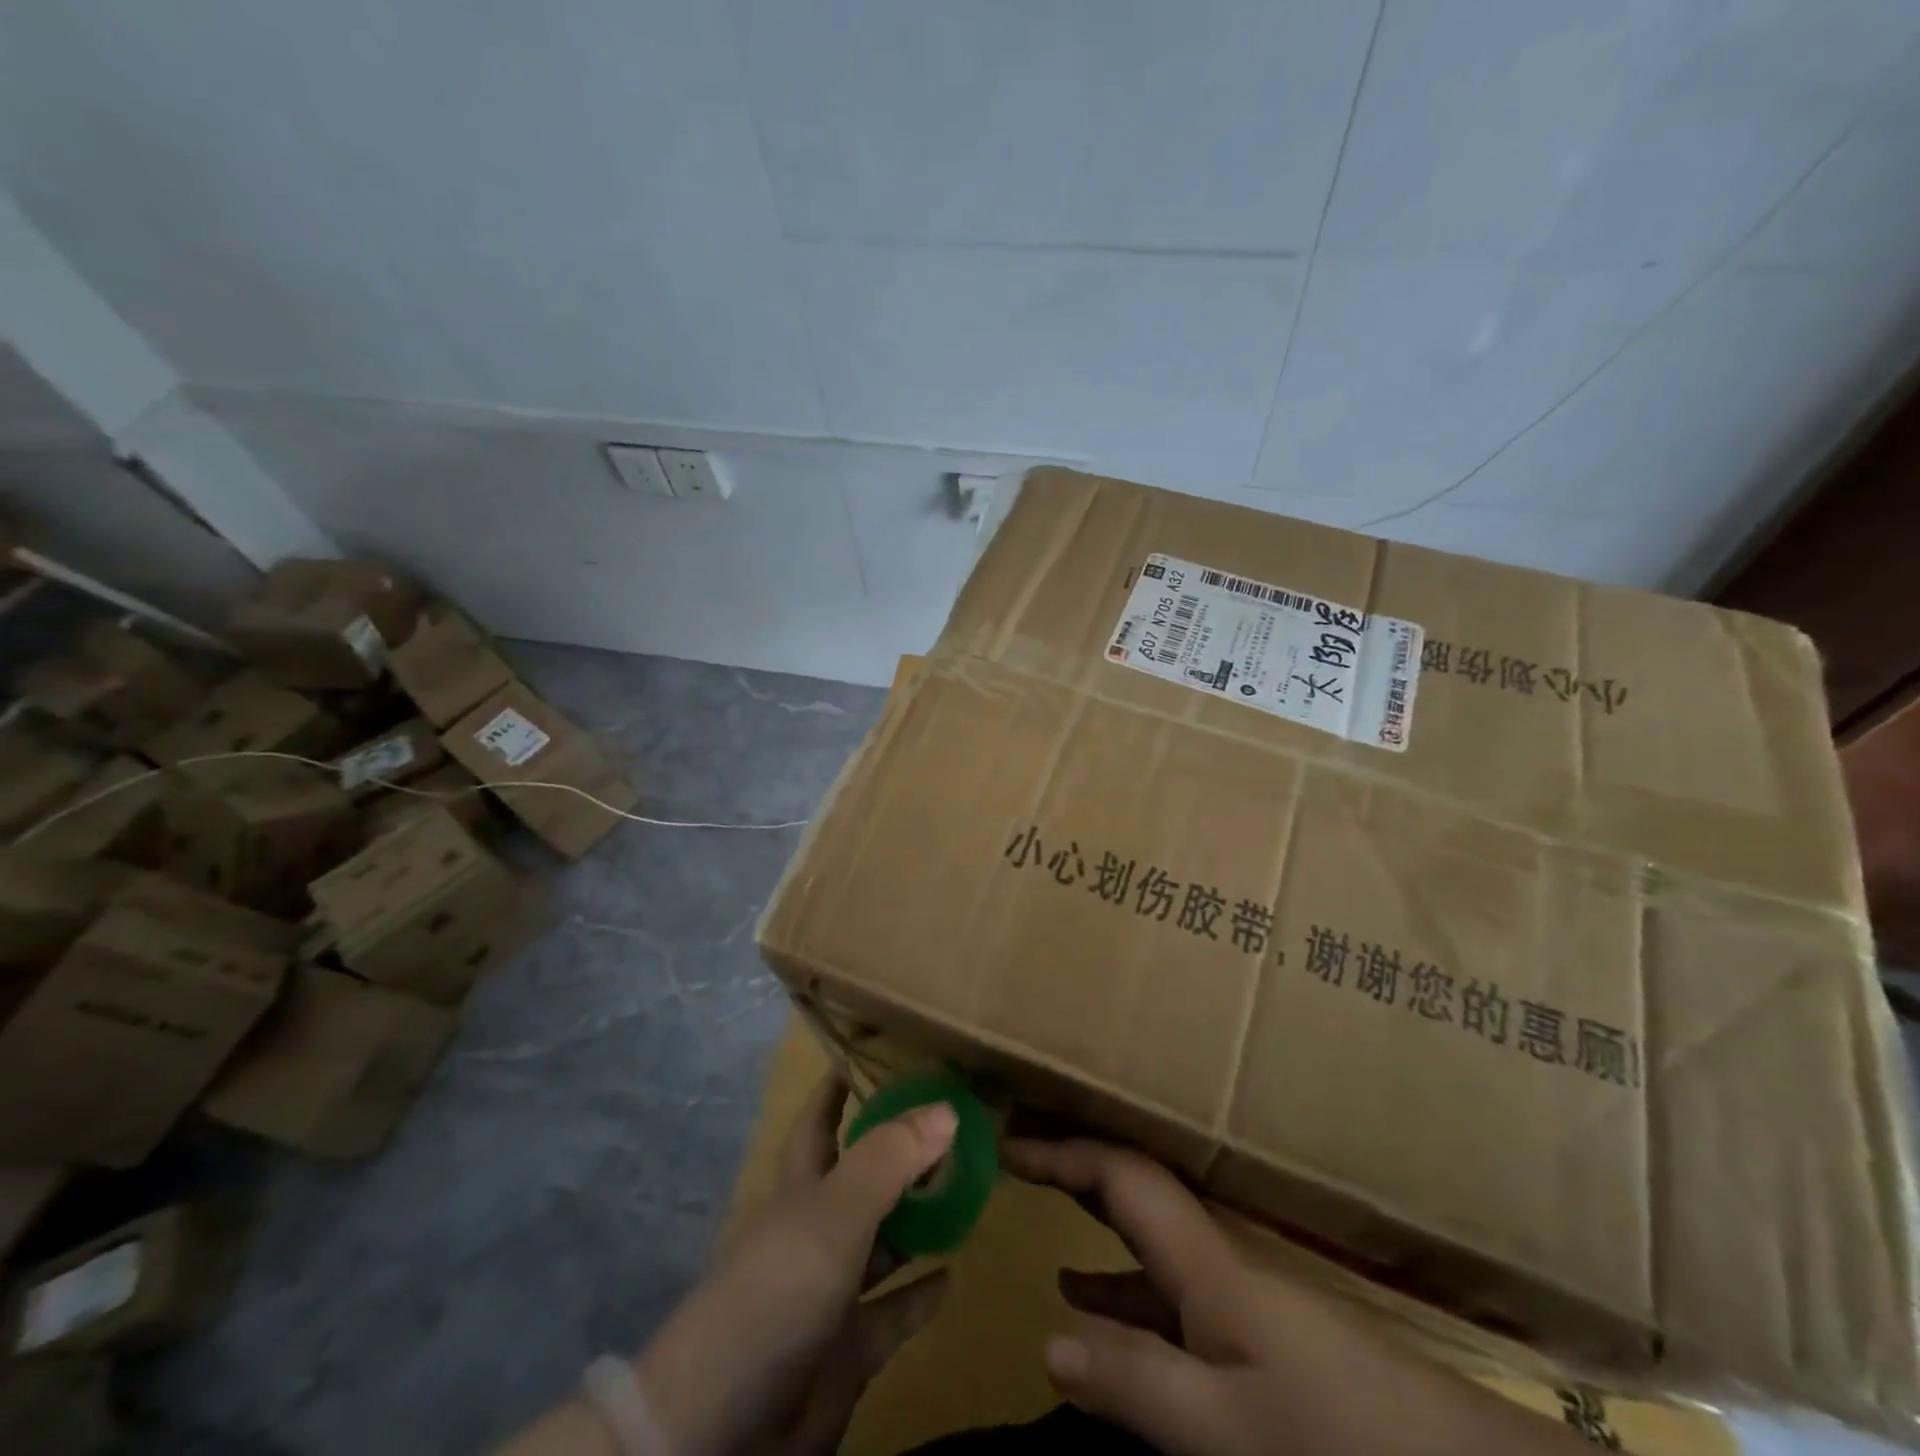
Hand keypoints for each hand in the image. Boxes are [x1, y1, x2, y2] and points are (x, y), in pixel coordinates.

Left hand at [634, 1075, 955, 1455]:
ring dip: (919, 1217)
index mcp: (802, 1185)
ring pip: (884, 1240)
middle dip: (900, 1149)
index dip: (842, 1083)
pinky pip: (893, 1313)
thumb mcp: (834, 1214)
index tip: (880, 1051)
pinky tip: (954, 1274)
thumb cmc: (775, 1292)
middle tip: (955, 1119)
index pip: (822, 1117)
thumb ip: (890, 1159)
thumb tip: (947, 1107)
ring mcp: (831, 1290)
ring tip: (968, 1186)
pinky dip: (920, 1294)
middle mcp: (816, 1229)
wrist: (723, 1429)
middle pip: (863, 1175)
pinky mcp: (847, 1349)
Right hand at [1006, 1137, 1592, 1455]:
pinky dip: (1119, 1280)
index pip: (1120, 1175)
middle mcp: (1215, 1252)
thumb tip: (1046, 1339)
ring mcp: (1235, 1287)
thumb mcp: (1226, 1429)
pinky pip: (1164, 1282)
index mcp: (1204, 1256)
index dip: (1062, 1152)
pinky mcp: (1252, 1325)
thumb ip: (1135, 1382)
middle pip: (1132, 1184)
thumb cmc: (1334, 1436)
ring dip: (1092, 1216)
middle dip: (1073, 1164)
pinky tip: (1093, 1302)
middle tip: (1017, 1157)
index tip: (1008, 1142)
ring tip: (1037, 1219)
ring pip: (1146, 1232)